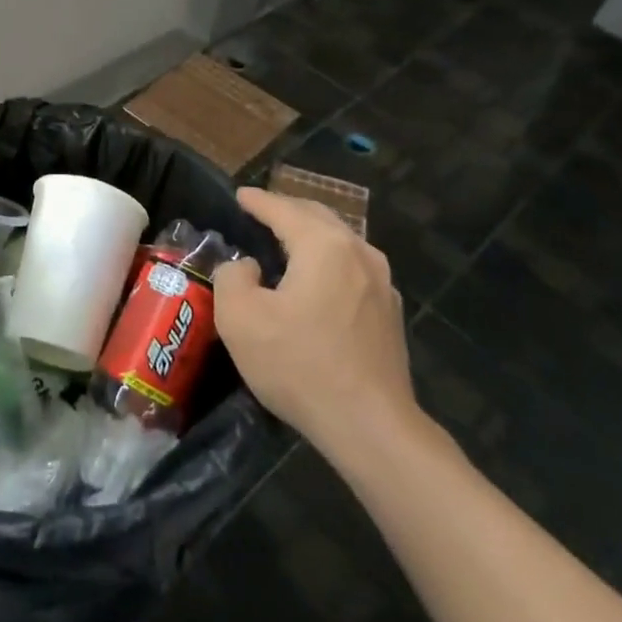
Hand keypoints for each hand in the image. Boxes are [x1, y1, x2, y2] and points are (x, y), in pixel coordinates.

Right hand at [214, 187, 423, 475]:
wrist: (370, 425)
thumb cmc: (299, 364)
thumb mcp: (240, 318)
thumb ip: (232, 277)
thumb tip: (248, 267)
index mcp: (323, 245)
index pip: (283, 209)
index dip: (257, 200)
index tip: (239, 195)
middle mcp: (358, 252)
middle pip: (317, 217)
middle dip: (287, 209)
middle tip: (260, 211)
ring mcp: (381, 282)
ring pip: (339, 241)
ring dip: (310, 235)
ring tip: (285, 240)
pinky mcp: (389, 312)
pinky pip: (352, 267)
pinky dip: (328, 259)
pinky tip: (316, 278)